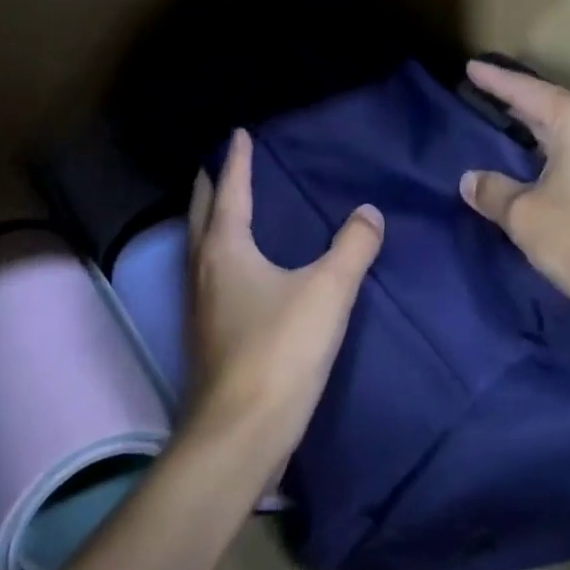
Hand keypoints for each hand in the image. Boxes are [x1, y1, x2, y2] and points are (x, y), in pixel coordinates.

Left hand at [186, 130, 383, 468]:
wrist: (239, 435)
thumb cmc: (279, 351)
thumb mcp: (327, 292)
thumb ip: (352, 247)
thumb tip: (369, 212)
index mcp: (226, 248)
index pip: (231, 190)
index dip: (238, 160)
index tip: (238, 134)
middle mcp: (204, 269)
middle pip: (202, 213)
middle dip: (211, 185)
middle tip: (222, 163)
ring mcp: (199, 304)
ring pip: (200, 245)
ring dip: (211, 219)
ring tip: (229, 206)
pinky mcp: (206, 334)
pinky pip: (210, 273)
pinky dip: (219, 252)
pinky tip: (240, 267)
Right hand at [459, 61, 569, 331]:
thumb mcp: (526, 215)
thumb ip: (493, 191)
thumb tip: (471, 180)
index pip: (526, 90)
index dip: (494, 80)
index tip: (469, 67)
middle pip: (549, 103)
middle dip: (514, 102)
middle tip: (478, 93)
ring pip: (567, 127)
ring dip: (535, 128)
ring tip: (499, 122)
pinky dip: (553, 148)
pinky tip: (531, 158)